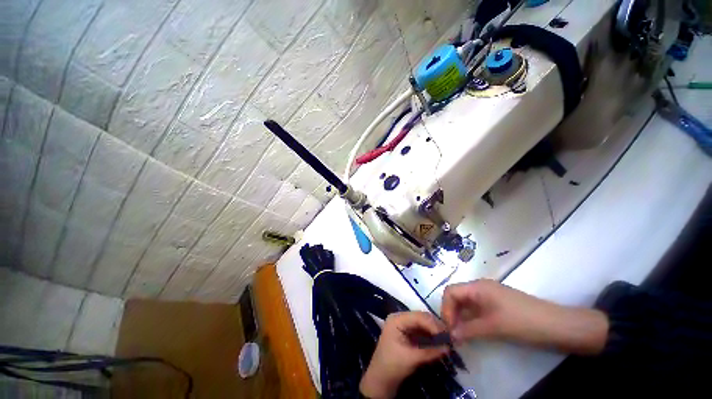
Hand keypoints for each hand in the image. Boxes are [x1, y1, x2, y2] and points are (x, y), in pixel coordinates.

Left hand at [359, 312, 449, 398]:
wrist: (380, 379)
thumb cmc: (392, 365)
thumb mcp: (411, 358)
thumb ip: (430, 351)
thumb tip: (449, 347)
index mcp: (397, 319)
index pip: (418, 316)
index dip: (433, 324)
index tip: (447, 335)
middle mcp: (401, 318)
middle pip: (422, 318)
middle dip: (436, 327)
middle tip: (450, 338)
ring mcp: (405, 325)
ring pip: (424, 324)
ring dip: (435, 332)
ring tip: (448, 341)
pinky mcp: (408, 334)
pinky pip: (422, 331)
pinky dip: (431, 337)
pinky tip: (440, 343)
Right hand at [442, 279, 607, 354]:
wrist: (558, 326)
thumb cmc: (522, 322)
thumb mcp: (493, 327)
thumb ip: (468, 330)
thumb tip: (450, 336)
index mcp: (477, 287)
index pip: (450, 292)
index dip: (446, 308)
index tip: (449, 329)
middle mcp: (480, 288)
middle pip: (457, 297)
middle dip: (452, 314)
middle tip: (453, 335)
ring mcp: (490, 296)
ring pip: (467, 305)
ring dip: (461, 319)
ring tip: (461, 337)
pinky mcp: (498, 306)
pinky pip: (477, 310)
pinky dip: (472, 321)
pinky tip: (473, 333)